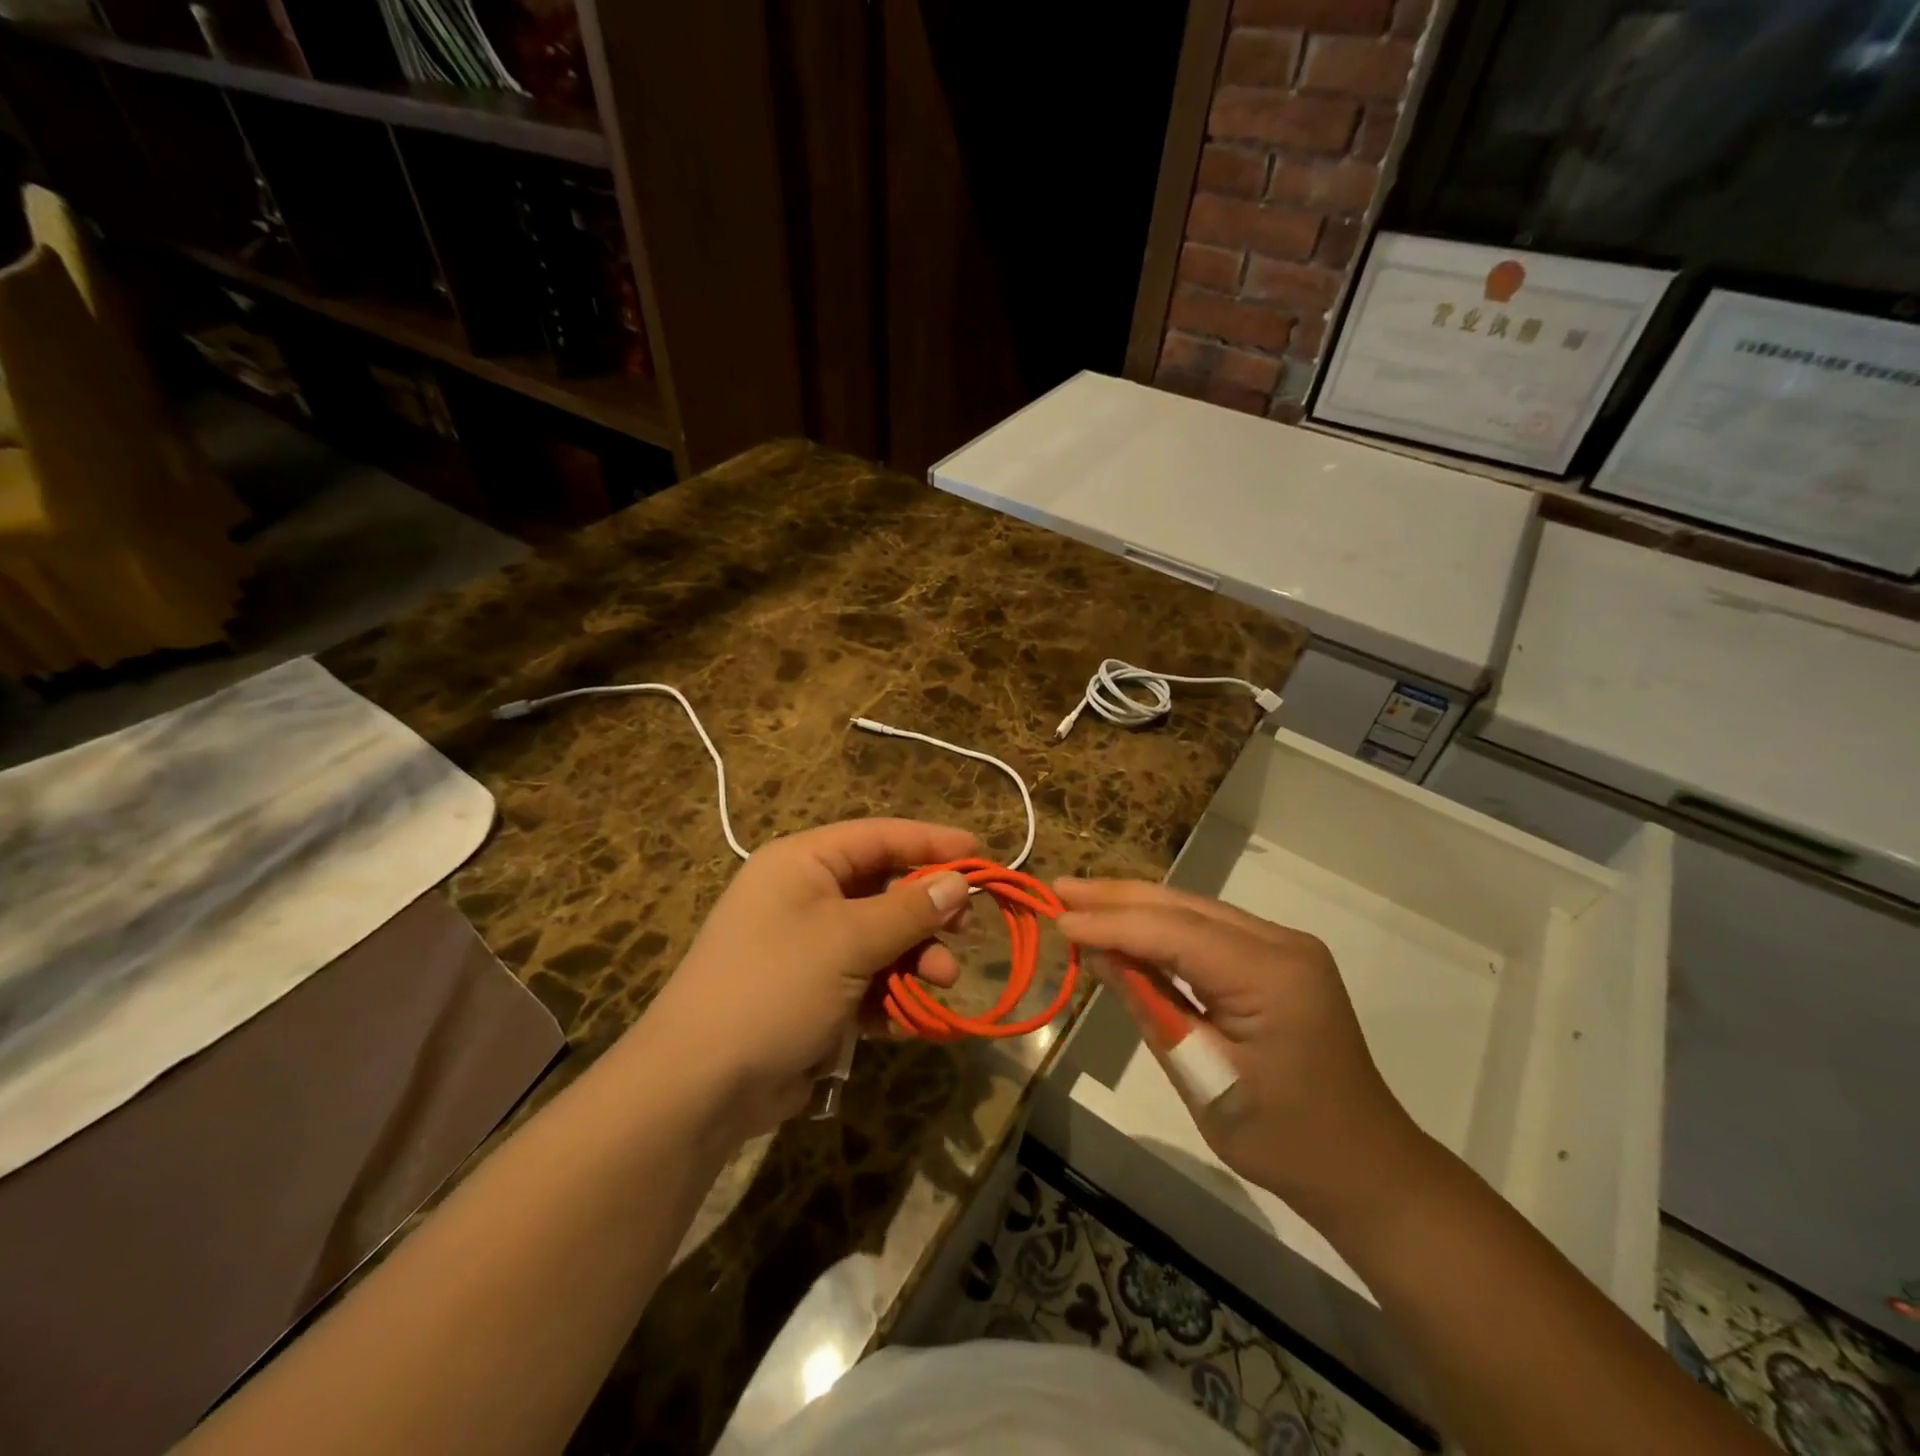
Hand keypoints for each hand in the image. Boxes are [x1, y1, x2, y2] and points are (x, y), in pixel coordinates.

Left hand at [640, 819, 975, 1132]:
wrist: (699, 1086)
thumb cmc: (774, 987)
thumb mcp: (848, 941)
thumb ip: (909, 910)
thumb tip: (959, 881)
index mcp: (803, 863)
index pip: (879, 837)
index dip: (931, 842)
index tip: (982, 853)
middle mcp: (805, 896)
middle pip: (884, 889)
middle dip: (927, 912)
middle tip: (965, 928)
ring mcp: (809, 948)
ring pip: (882, 940)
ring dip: (916, 959)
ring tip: (942, 981)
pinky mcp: (814, 995)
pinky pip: (867, 982)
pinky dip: (892, 996)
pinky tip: (912, 1018)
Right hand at [1054, 878, 1424, 1222]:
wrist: (1365, 1167)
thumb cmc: (1283, 1139)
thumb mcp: (1202, 1077)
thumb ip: (1150, 1007)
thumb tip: (1099, 956)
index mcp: (1272, 975)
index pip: (1175, 934)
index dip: (1113, 924)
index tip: (1059, 921)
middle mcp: (1281, 944)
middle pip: (1185, 908)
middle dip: (1118, 898)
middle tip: (1060, 889)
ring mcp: (1284, 947)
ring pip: (1195, 911)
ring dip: (1136, 907)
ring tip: (1080, 901)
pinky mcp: (1277, 960)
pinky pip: (1209, 931)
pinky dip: (1162, 928)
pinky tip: (1127, 926)